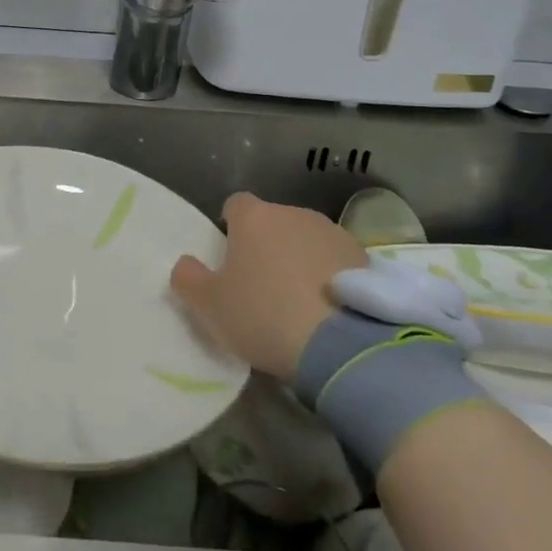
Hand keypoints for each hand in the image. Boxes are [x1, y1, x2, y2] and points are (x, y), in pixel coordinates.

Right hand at [170, 193, 365, 381]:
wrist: (344, 345)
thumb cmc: (264, 316)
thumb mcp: (209, 306)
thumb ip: (188, 279)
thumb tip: (186, 264)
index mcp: (254, 218)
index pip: (235, 205)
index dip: (231, 228)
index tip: (230, 257)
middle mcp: (294, 214)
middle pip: (273, 222)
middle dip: (267, 245)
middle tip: (262, 286)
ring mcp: (334, 234)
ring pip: (307, 240)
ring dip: (301, 259)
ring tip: (299, 301)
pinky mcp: (365, 259)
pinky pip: (337, 262)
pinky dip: (330, 277)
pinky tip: (328, 310)